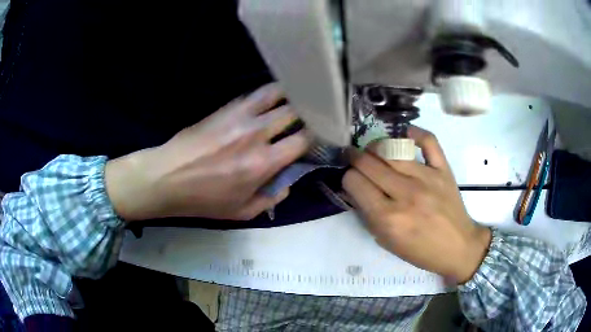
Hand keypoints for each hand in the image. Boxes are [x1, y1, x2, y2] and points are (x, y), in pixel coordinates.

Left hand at [105, 83, 310, 220]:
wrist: (167, 177)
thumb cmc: (204, 200)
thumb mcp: (242, 212)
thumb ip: (272, 199)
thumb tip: (288, 182)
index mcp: (264, 163)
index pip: (303, 140)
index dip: (316, 137)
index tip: (319, 138)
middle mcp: (257, 134)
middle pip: (294, 113)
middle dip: (308, 114)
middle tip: (312, 116)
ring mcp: (241, 116)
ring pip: (277, 95)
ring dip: (292, 96)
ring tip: (299, 98)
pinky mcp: (226, 107)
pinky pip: (255, 94)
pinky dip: (270, 93)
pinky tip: (274, 96)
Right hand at [342, 127, 491, 283]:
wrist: (457, 247)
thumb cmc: (420, 251)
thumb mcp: (387, 241)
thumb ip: (368, 214)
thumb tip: (354, 188)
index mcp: (388, 218)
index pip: (355, 182)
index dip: (347, 178)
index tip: (351, 179)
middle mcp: (406, 194)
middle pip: (369, 162)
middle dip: (354, 158)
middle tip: (353, 157)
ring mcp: (427, 178)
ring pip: (392, 149)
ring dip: (375, 146)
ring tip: (373, 149)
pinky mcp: (443, 169)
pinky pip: (428, 140)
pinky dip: (414, 132)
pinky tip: (404, 134)